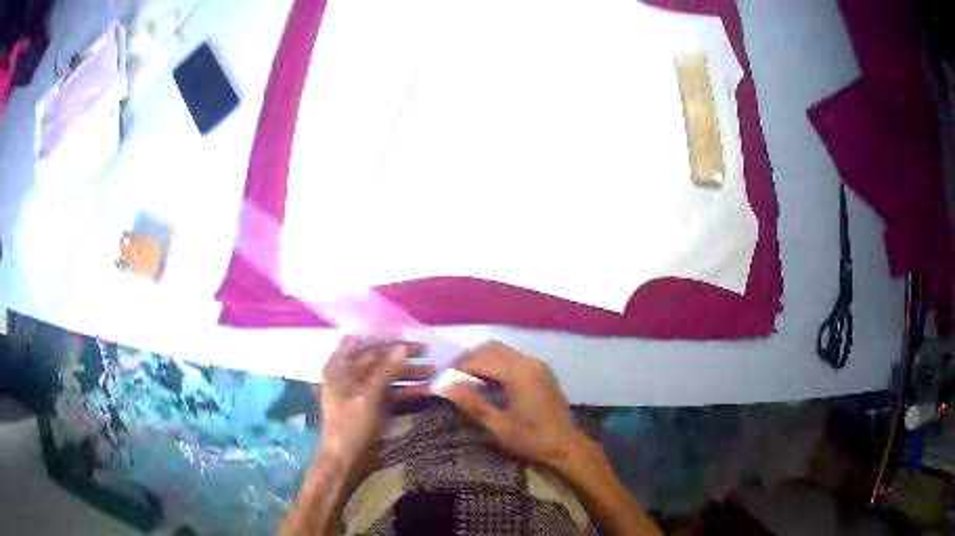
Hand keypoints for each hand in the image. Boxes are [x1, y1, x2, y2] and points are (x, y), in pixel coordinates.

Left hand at [319, 336, 430, 474]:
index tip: (412, 339)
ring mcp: (360, 392)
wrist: (345, 459)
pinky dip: (405, 392)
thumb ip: (384, 371)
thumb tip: (402, 348)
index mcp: (340, 369)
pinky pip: (389, 394)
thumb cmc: (351, 425)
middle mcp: (348, 376)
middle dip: (402, 358)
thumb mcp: (367, 396)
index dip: (388, 342)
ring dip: (407, 375)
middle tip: (427, 352)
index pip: (366, 346)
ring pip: (386, 377)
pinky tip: (425, 391)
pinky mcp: (371, 406)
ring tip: (432, 372)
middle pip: (378, 360)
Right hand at [444, 342, 586, 468]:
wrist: (567, 445)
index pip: (482, 360)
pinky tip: (487, 379)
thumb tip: (446, 385)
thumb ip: (474, 403)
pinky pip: (513, 357)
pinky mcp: (541, 370)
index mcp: (520, 373)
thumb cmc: (532, 439)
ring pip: (502, 350)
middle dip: (469, 359)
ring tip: (465, 377)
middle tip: (451, 376)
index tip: (442, 378)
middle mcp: (529, 362)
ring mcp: (538, 364)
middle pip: (492, 348)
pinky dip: (496, 362)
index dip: (459, 367)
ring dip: (482, 359)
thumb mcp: (499, 426)